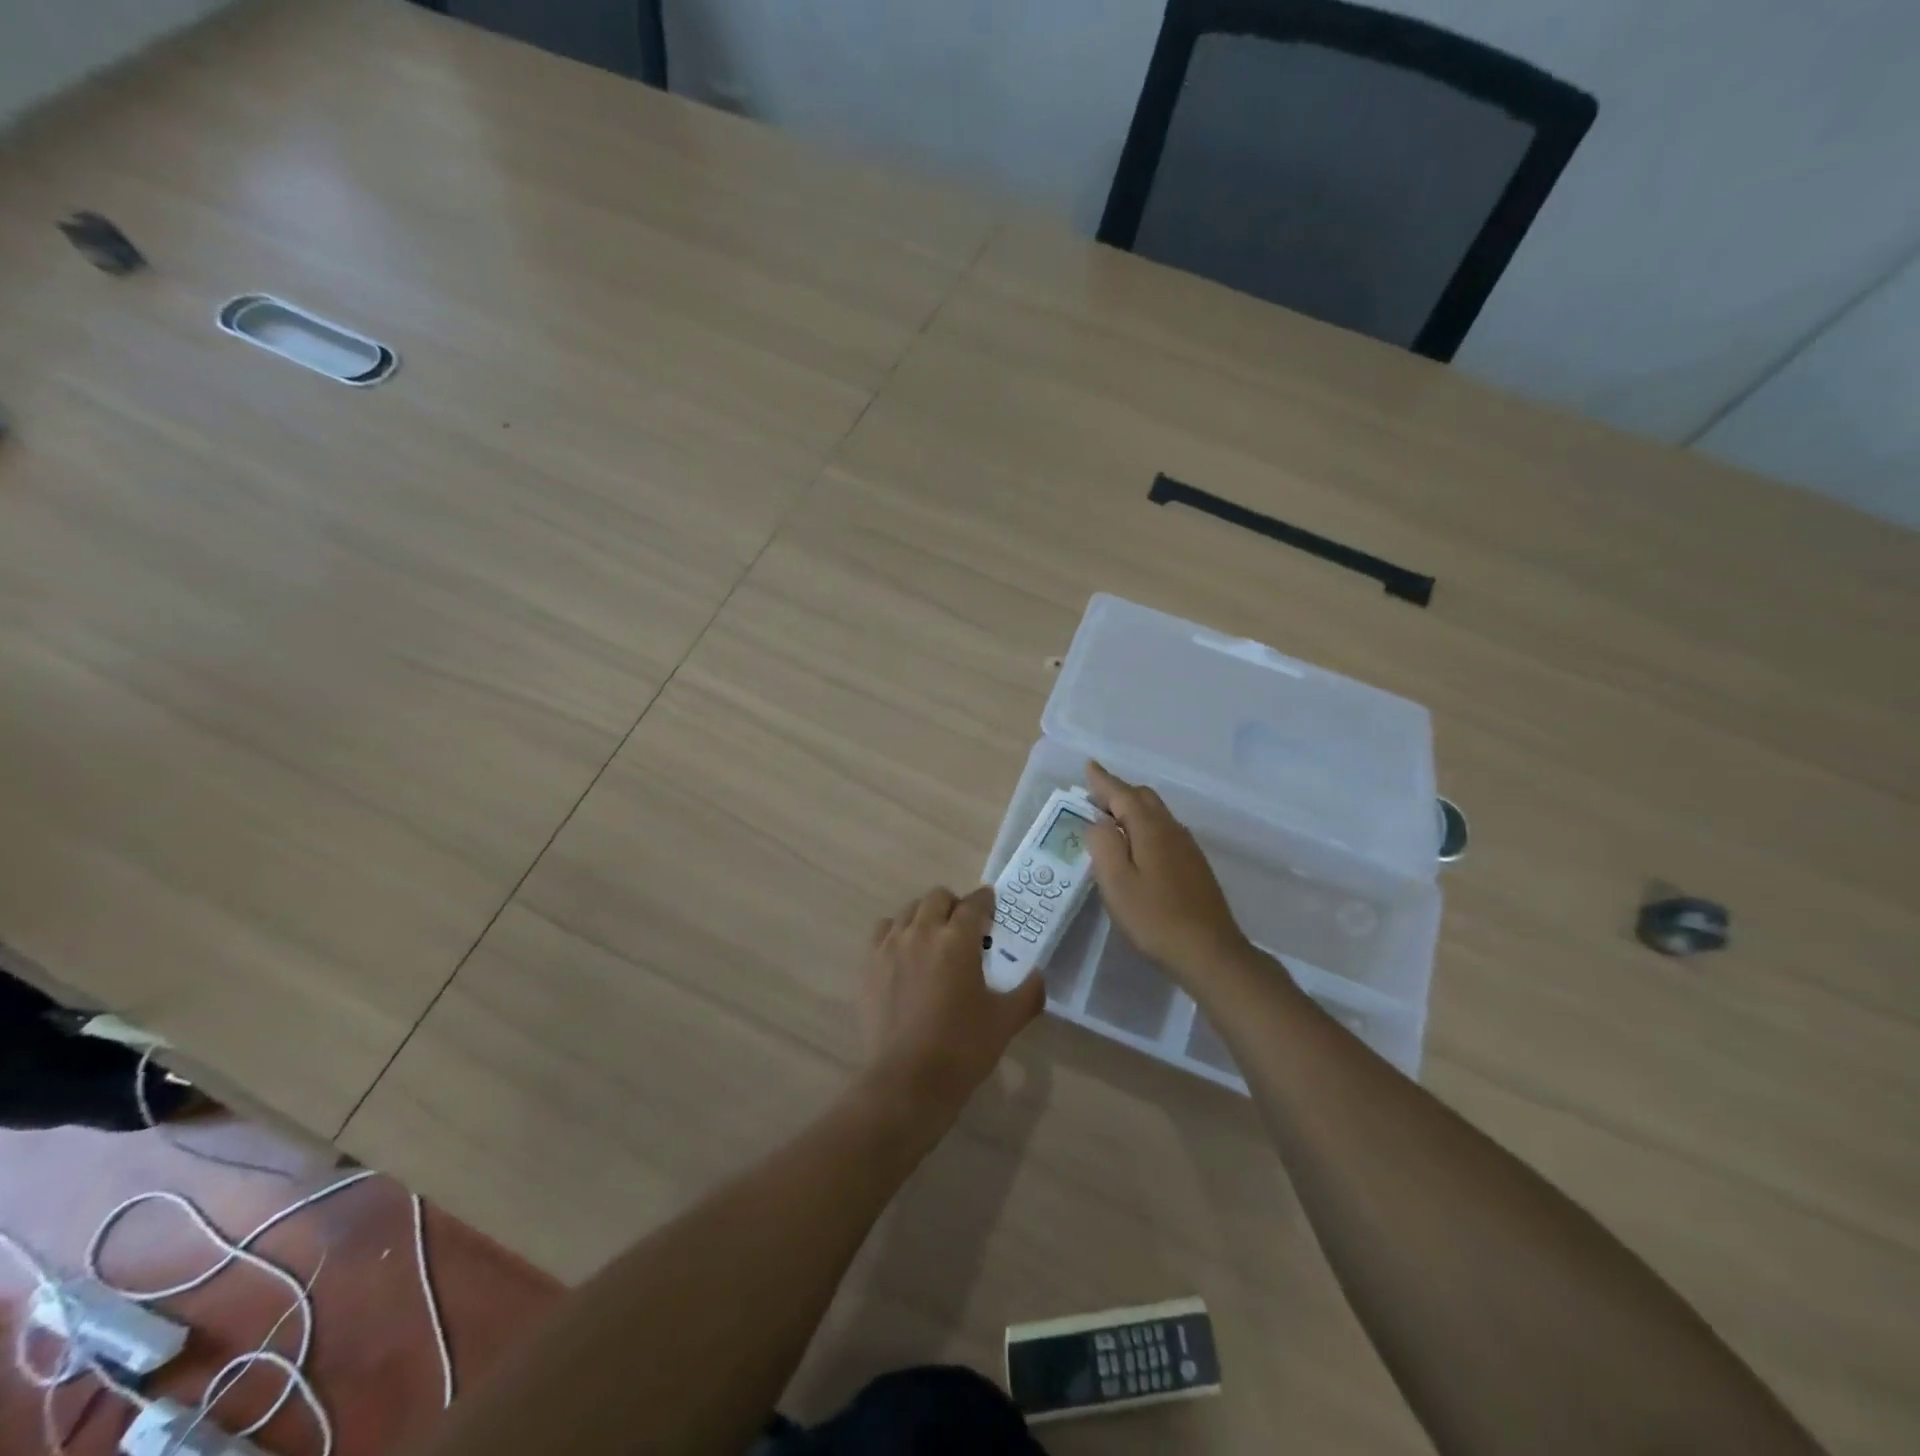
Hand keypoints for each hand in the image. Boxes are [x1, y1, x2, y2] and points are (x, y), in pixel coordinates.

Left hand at [859, 886, 1044, 1120]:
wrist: (908, 1079)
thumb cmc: (962, 1047)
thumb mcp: (1006, 1021)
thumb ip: (1028, 993)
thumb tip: (1038, 977)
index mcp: (957, 940)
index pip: (974, 903)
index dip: (985, 900)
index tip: (991, 905)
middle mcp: (923, 932)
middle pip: (937, 897)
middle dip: (954, 904)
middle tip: (963, 925)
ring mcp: (891, 946)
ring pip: (908, 910)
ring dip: (925, 915)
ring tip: (933, 937)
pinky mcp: (869, 964)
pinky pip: (882, 931)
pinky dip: (896, 932)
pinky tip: (903, 951)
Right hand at [1085, 761, 1251, 983]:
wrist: (1210, 952)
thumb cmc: (1155, 918)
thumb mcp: (1116, 882)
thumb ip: (1103, 845)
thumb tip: (1098, 822)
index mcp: (1150, 828)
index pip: (1123, 794)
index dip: (1103, 781)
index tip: (1088, 766)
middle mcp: (1171, 829)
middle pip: (1143, 798)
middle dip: (1118, 792)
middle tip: (1093, 798)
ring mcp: (1187, 847)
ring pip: (1156, 814)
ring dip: (1132, 810)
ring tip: (1109, 821)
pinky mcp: (1194, 866)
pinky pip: (1164, 831)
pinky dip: (1144, 827)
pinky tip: (1137, 848)